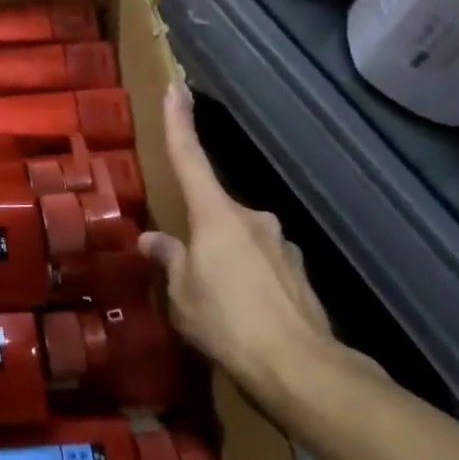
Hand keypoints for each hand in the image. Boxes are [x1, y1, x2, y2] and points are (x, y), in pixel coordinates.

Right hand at [139, 83, 338, 400]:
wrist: (304, 371)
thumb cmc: (228, 322)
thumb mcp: (182, 294)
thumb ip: (169, 261)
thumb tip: (154, 241)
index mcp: (216, 215)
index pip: (190, 158)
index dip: (179, 122)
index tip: (176, 88)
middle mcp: (252, 219)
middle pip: (215, 210)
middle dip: (198, 231)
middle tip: (184, 269)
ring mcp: (281, 245)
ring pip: (239, 240)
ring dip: (224, 259)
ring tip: (213, 302)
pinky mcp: (299, 275)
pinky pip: (261, 266)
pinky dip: (247, 279)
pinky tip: (242, 314)